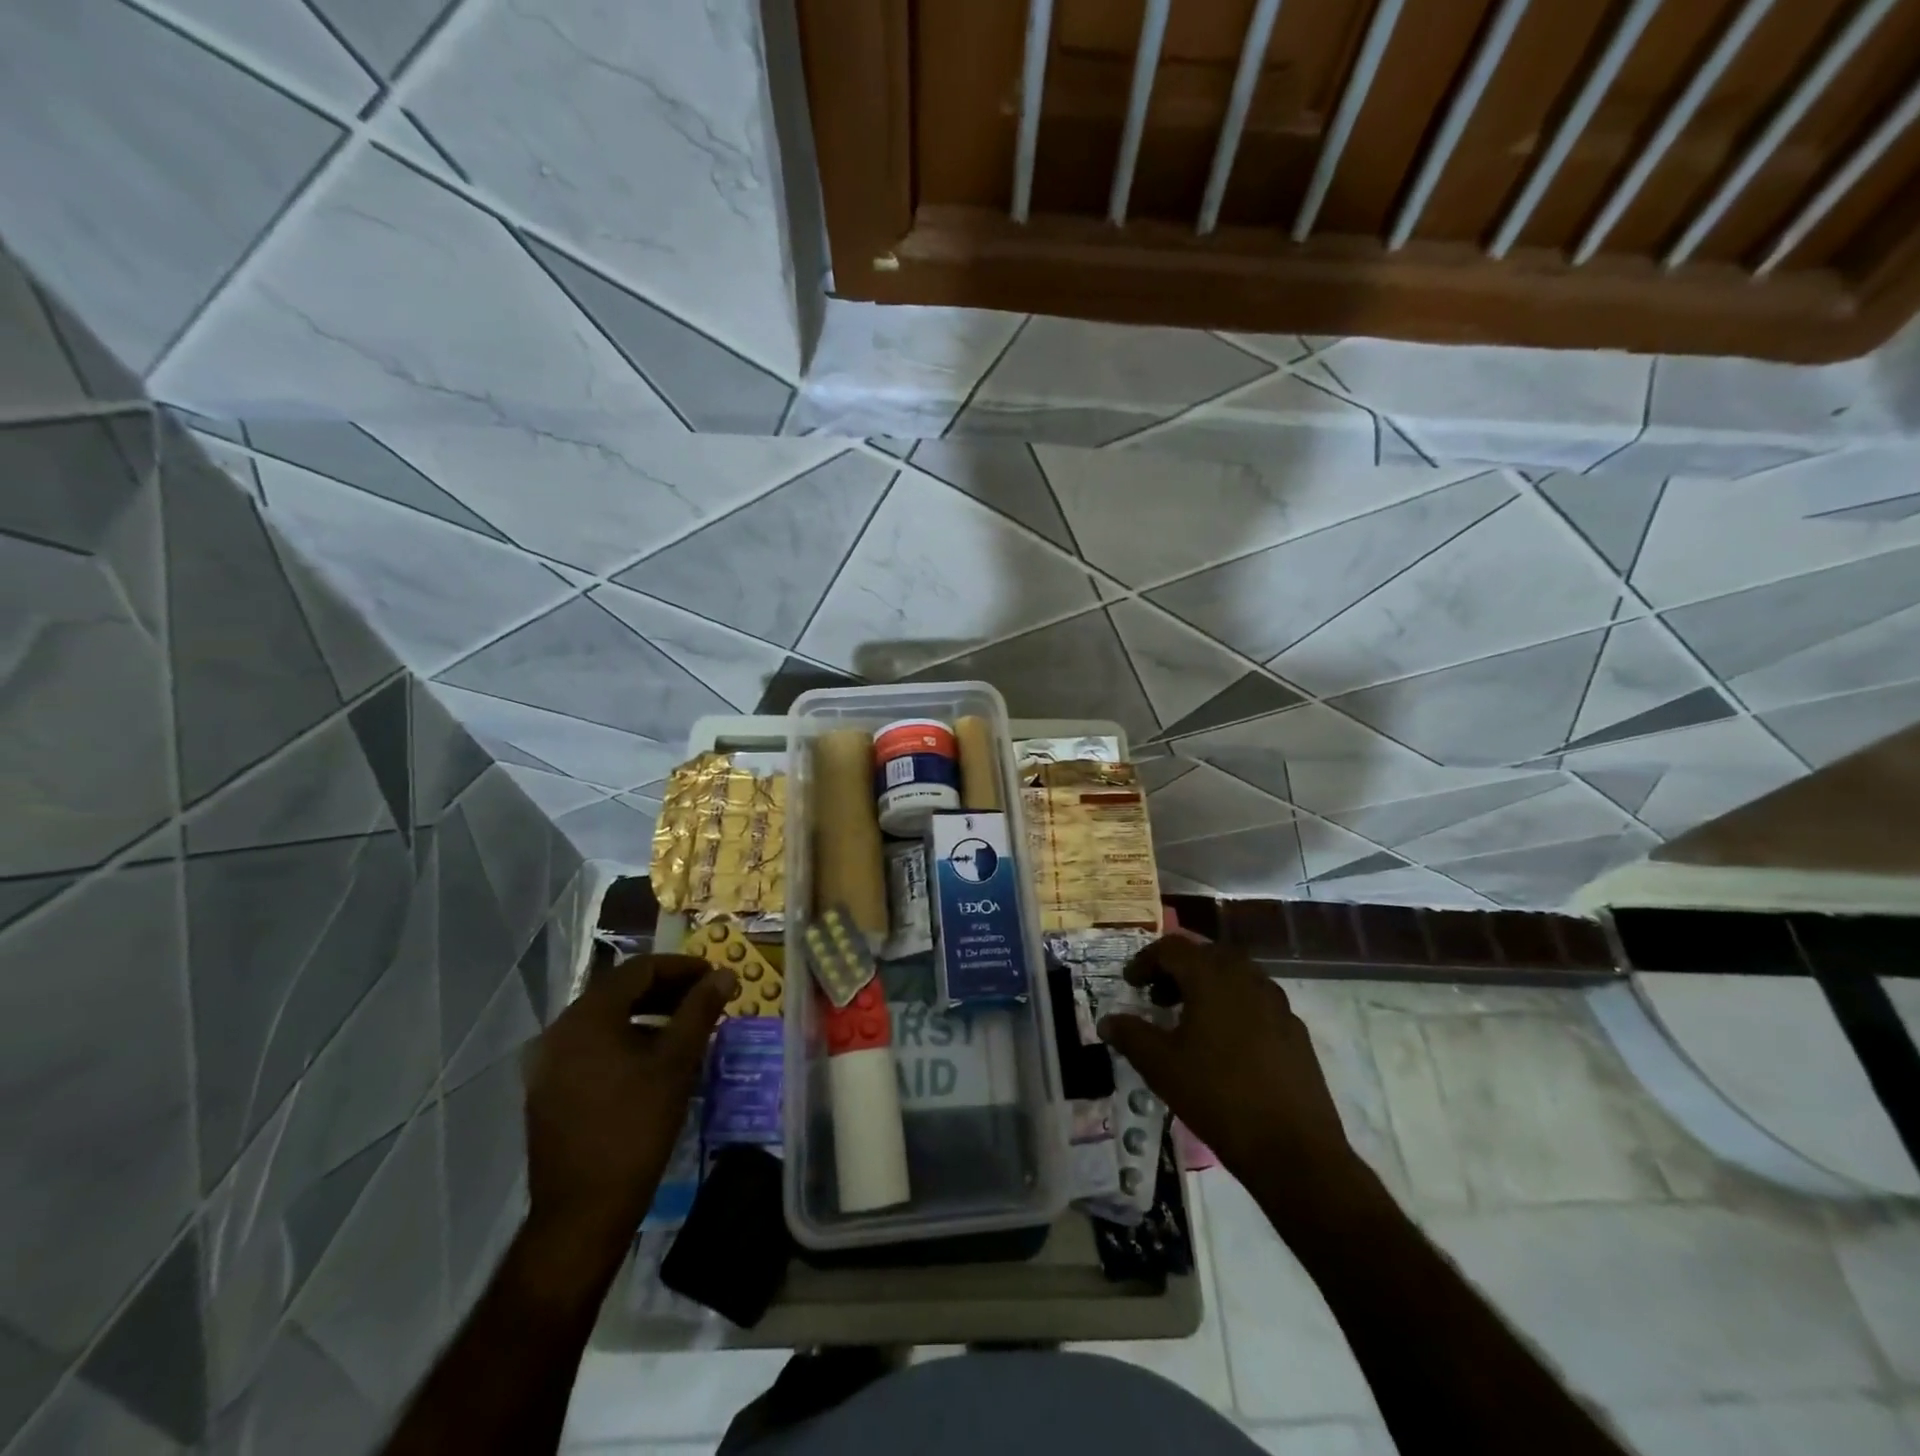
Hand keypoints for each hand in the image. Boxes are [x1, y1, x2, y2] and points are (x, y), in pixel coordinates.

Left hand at [521, 954, 734, 1270]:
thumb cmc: (636, 1127)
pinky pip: (591, 1047)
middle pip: (619, 991)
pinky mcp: (548, 1090)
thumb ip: (700, 1010)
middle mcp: (560, 1031)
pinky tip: (651, 1061)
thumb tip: (724, 974)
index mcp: (588, 1016)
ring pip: (605, 1020)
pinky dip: (625, 1040)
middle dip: (666, 990)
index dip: (681, 967)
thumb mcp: (677, 1063)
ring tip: (684, 1029)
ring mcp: (549, 1063)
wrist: (582, 1213)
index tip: (713, 977)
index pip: (639, 969)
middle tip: (704, 1000)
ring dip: (647, 1015)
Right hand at [1098, 936, 1356, 1192]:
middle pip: (1206, 955)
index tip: (1130, 983)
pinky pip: (1257, 1002)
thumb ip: (1131, 1035)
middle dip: (1178, 969)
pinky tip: (1225, 1045)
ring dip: (1207, 986)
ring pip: (1235, 976)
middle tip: (1158, 997)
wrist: (1294, 1150)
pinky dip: (1233, 1006)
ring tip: (1189, 1020)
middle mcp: (1247, 978)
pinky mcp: (1295, 1031)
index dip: (1146, 961)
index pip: (1172, 948)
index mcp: (1212, 977)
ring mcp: (1277, 1003)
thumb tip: (1107, 1021)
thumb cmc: (1217, 1097)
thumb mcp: (1160, 1066)